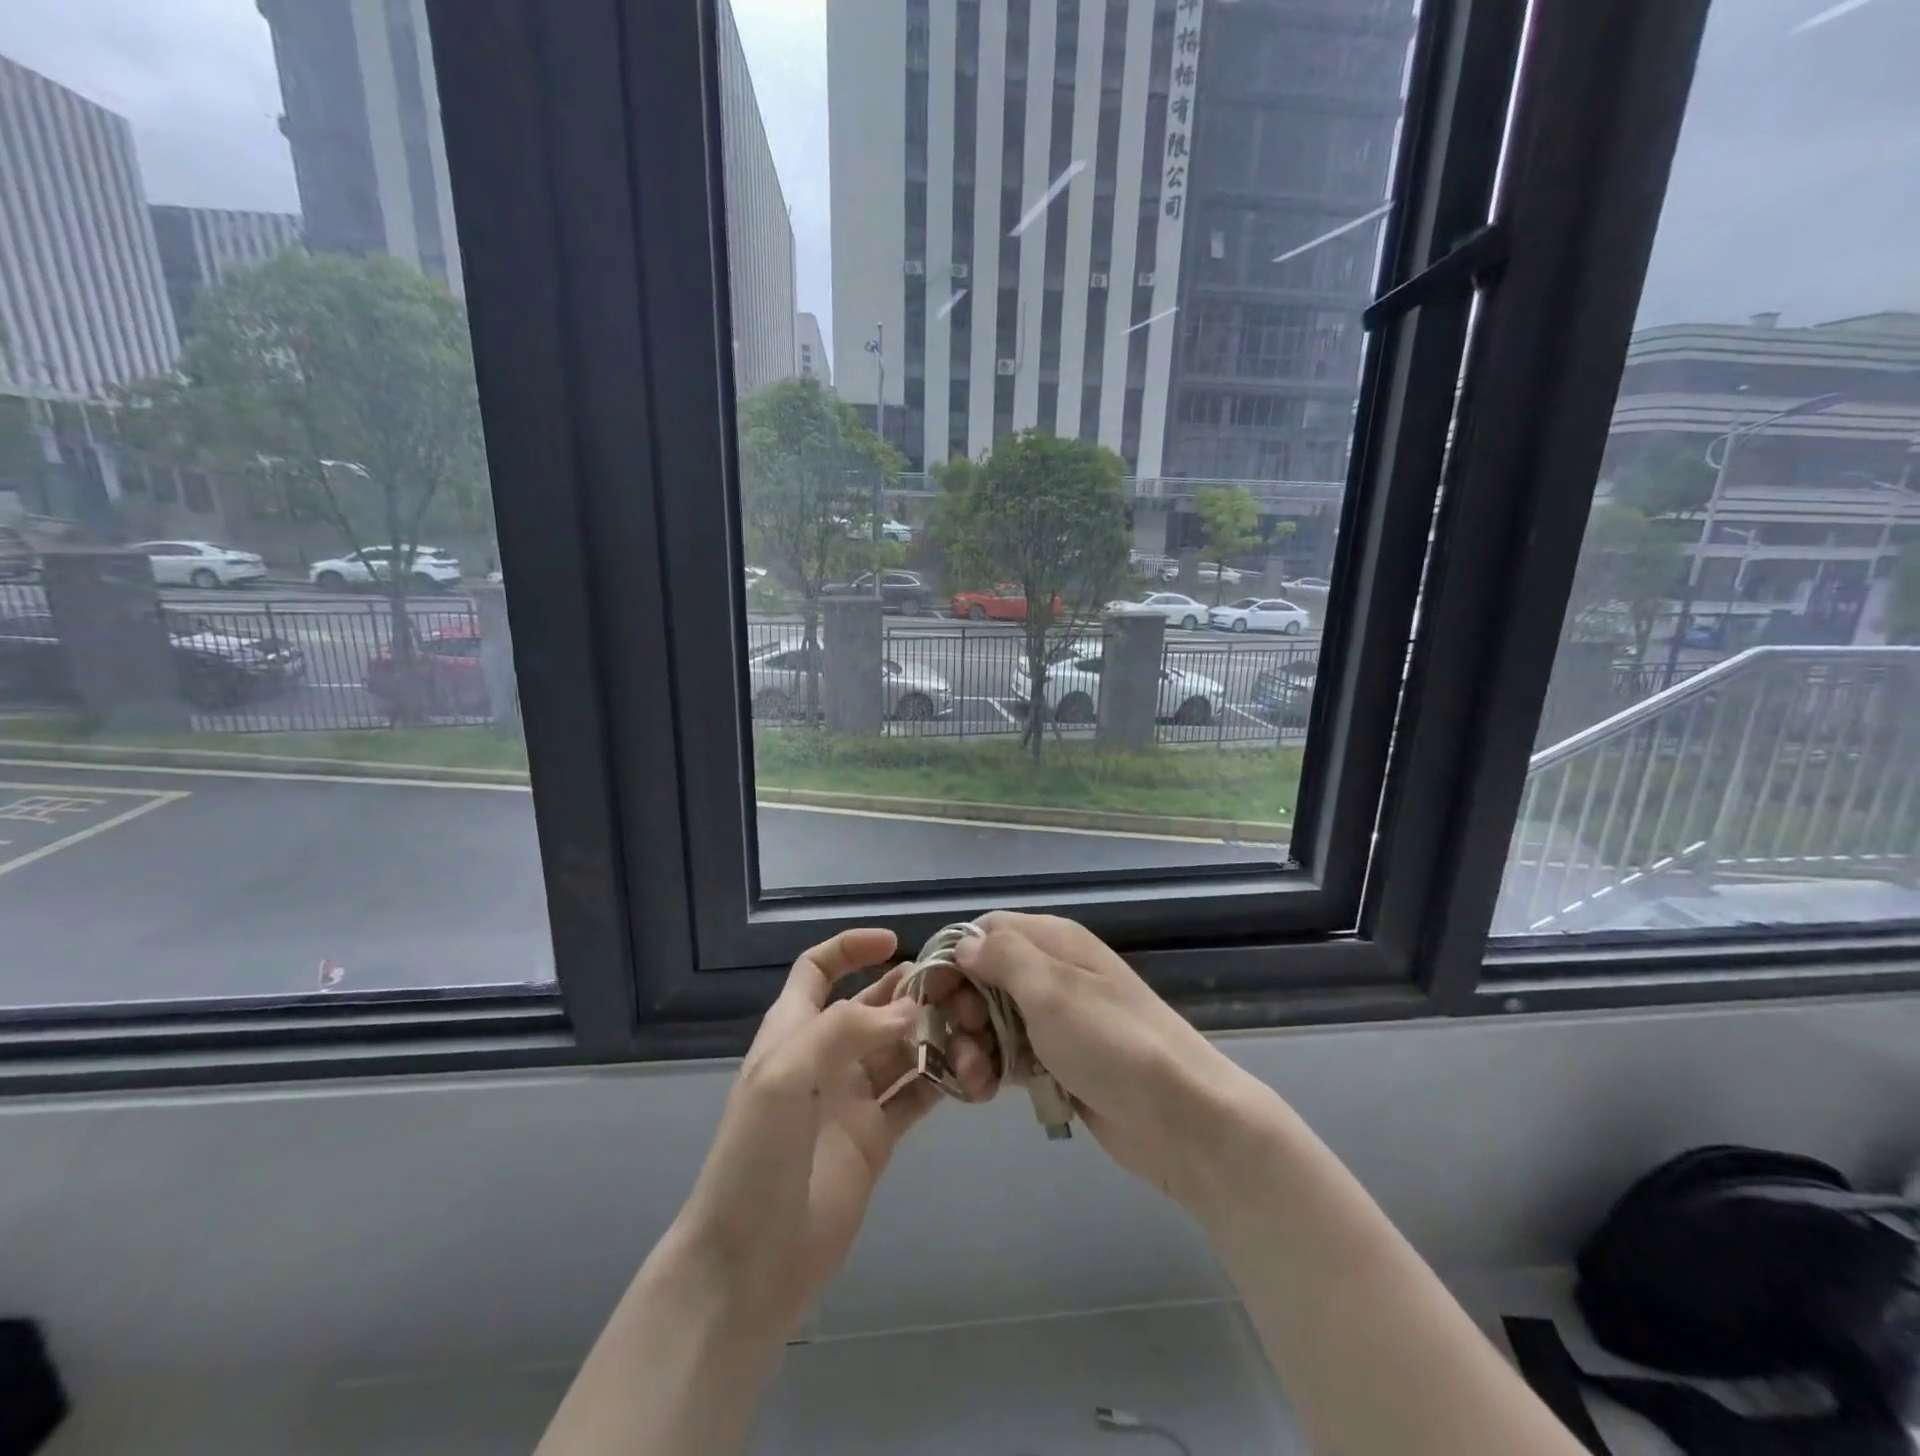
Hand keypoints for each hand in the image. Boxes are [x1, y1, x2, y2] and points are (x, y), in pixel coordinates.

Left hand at [674, 928, 938, 1337]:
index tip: (895, 943)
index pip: (818, 970)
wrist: (748, 1264)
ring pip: (900, 1048)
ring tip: (972, 1025)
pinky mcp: (877, 1138)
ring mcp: (853, 1098)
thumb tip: (909, 1011)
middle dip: (909, 991)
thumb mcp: (785, 1075)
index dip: (851, 949)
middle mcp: (826, 1056)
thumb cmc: (755, 1157)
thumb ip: (845, 1029)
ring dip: (933, 1034)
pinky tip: (972, 1073)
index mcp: (794, 1031)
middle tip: (956, 987)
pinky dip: (943, 1079)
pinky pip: (916, 1095)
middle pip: (872, 1006)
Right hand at [942, 911, 1270, 1202]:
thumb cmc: (1113, 1044)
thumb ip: (1004, 958)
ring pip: (991, 1019)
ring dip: (972, 1046)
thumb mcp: (1053, 990)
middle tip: (963, 1042)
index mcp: (1053, 941)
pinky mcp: (1058, 1061)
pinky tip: (987, 1094)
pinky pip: (1010, 1055)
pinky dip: (993, 1070)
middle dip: (960, 1009)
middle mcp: (1052, 972)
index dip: (953, 957)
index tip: (931, 995)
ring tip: (976, 1080)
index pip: (986, 930)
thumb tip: (964, 942)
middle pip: (982, 976)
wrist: (1183, 1120)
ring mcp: (1055, 1019)